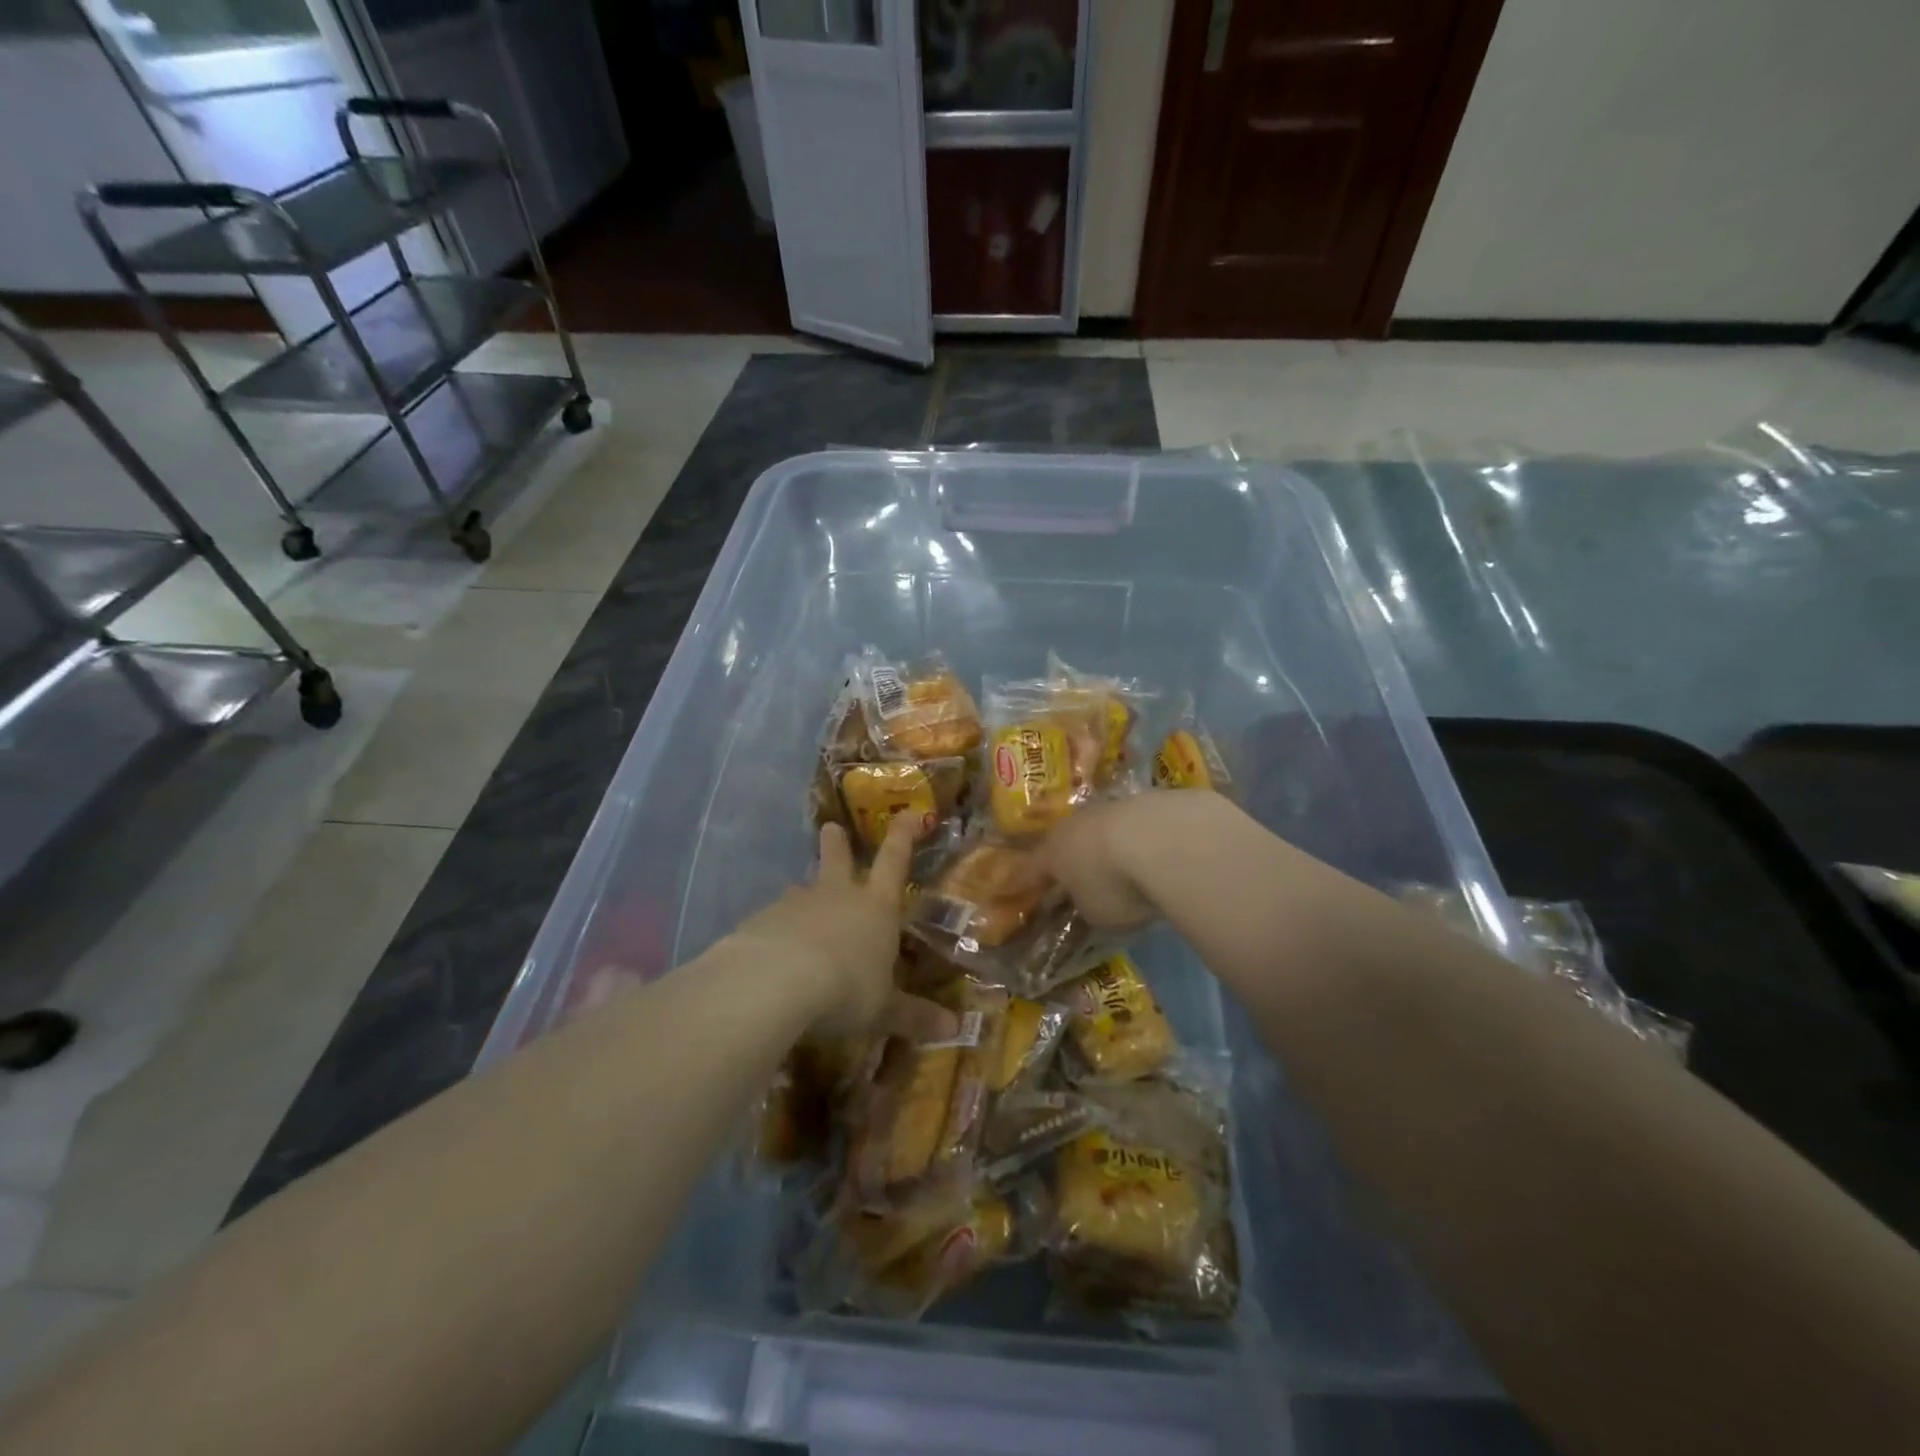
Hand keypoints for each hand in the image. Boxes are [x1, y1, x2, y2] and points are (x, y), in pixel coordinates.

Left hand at [729, 815, 915, 1037]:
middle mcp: (837, 896)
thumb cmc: (846, 989)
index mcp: (876, 908)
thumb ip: (914, 1016)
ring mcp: (796, 905)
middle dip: (837, 845)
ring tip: (799, 901)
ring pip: (802, 890)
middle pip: (838, 860)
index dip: (903, 836)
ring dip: (804, 894)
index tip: (908, 813)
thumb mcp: (884, 1010)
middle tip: (830, 827)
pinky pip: (772, 920)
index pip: (894, 862)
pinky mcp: (760, 921)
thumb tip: (954, 1029)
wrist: (777, 982)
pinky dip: (775, 928)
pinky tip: (771, 949)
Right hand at [1040, 791, 1228, 931]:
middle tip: (1078, 878)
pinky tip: (1151, 853)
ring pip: (1099, 829)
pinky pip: (1131, 825)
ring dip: (1104, 845)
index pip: (1034, 870)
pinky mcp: (1143, 800)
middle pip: (1067, 843)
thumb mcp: (1096, 914)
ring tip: (1121, 866)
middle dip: (1071, 859)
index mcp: (1052, 853)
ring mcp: (1108, 808)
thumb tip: (1088, 902)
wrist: (1161, 838)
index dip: (1034, 883)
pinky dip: (1136, 839)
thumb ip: (1086, 907)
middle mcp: (1073, 824)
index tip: (1034, 894)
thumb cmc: (1114, 885)